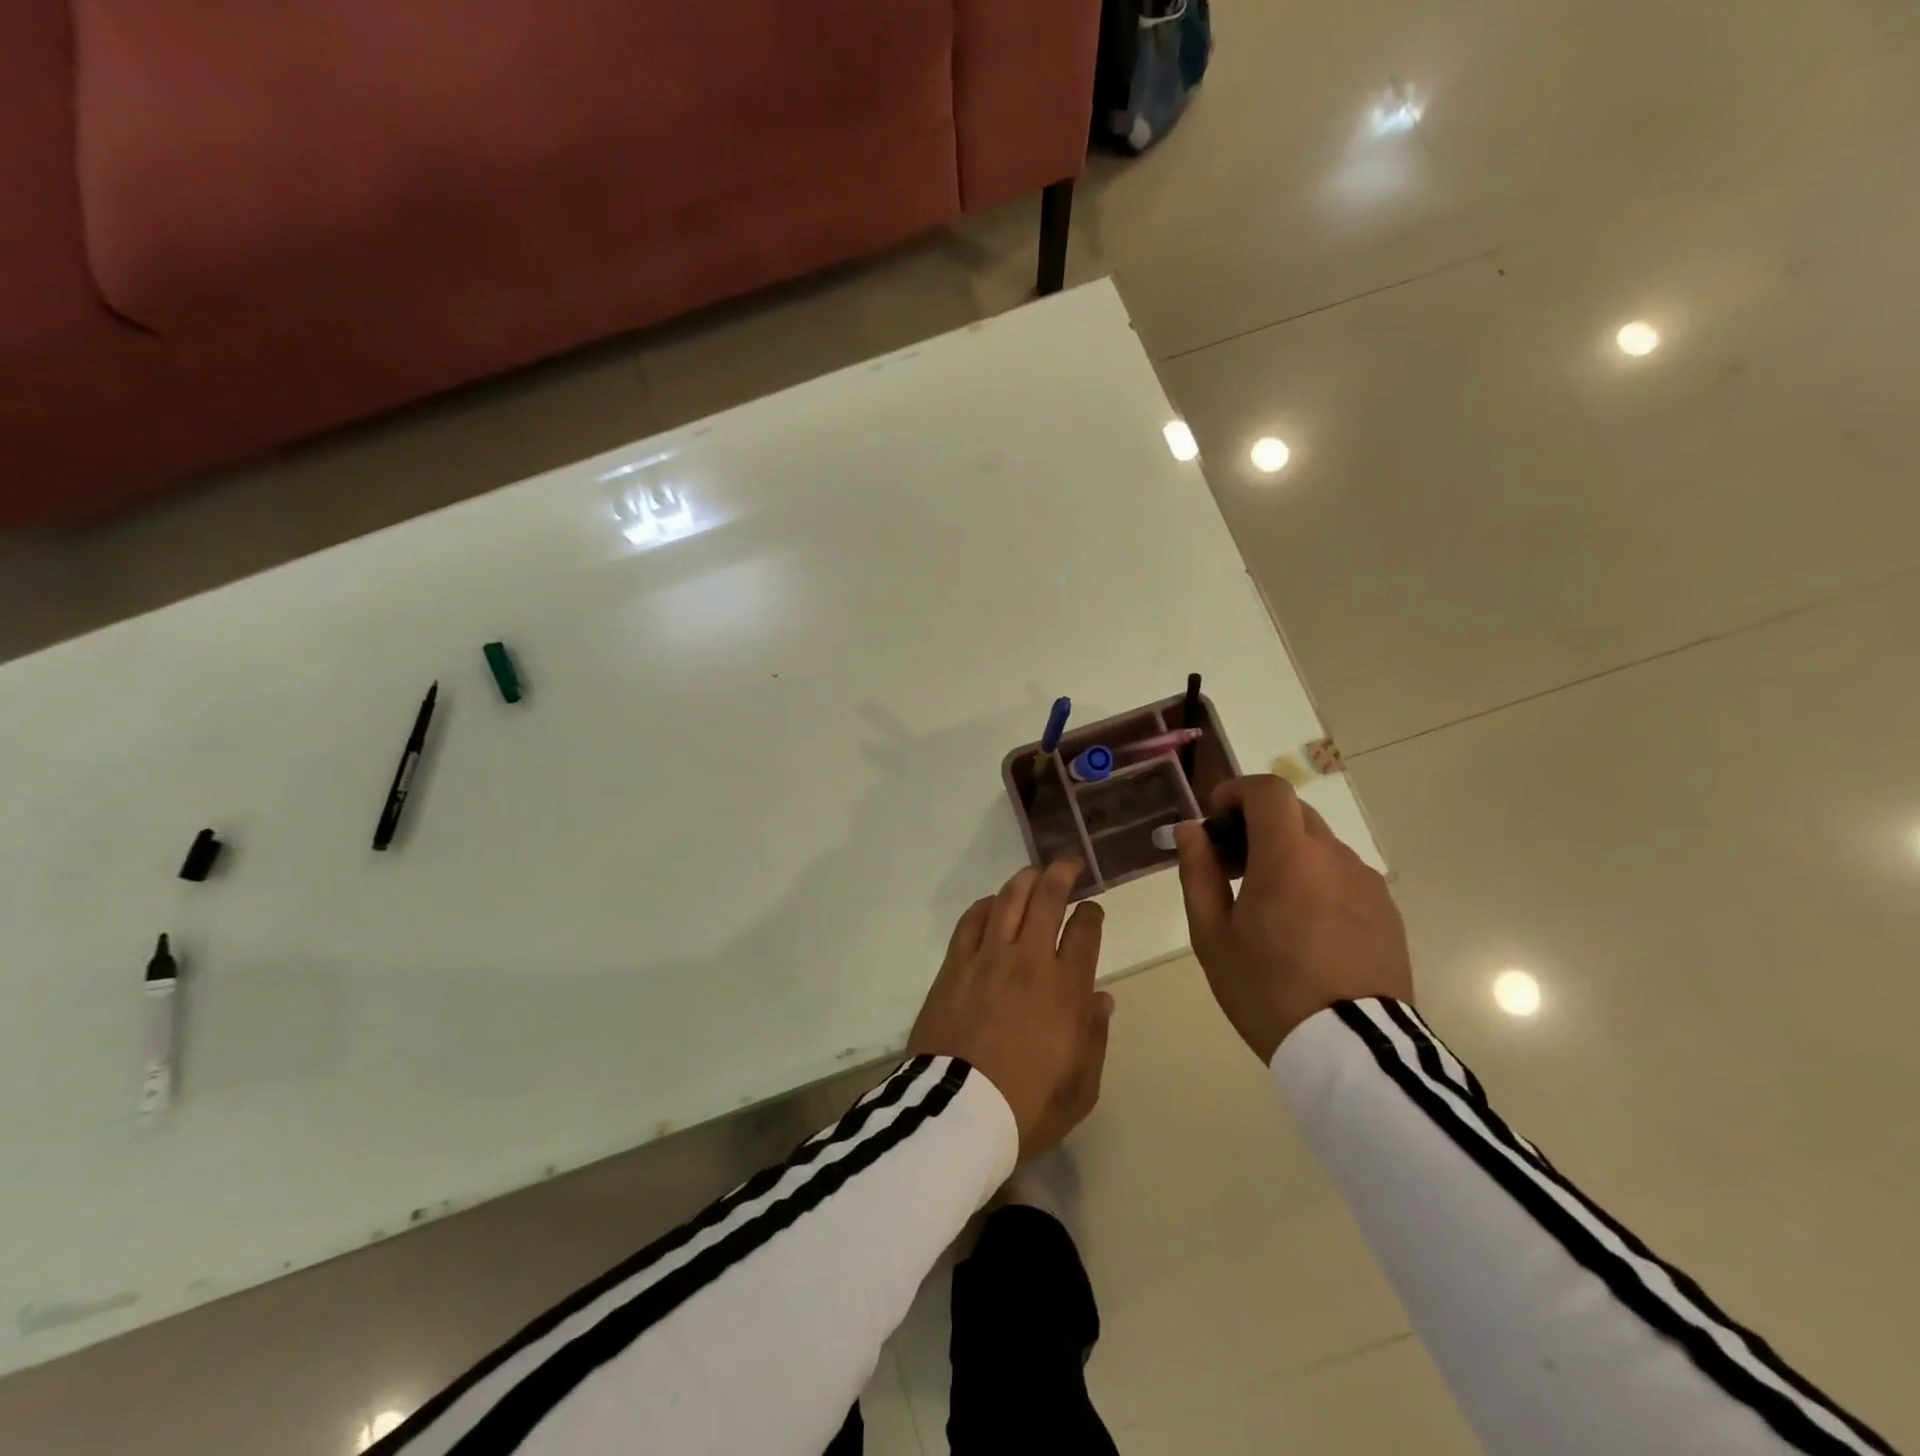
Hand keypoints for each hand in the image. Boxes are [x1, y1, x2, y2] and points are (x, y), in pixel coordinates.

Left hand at [909, 861, 1112, 1161]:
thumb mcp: (1080, 1088)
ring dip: (1025, 880)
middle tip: (1069, 866)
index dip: (1092, 913)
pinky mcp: (954, 965)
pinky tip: (992, 904)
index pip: (1085, 931)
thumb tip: (1101, 999)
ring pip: (1009, 899)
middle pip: (1048, 899)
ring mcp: (988, 958)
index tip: (1092, 910)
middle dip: (1062, 874)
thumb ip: (1095, 1038)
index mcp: (1066, 989)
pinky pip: (971, 921)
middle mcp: (1030, 961)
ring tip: (1034, 873)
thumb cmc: (1026, 1106)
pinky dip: (985, 905)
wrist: (958, 1113)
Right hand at [1175, 775, 1411, 1062]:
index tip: (1216, 820)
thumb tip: (1191, 831)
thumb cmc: (1266, 989)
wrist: (1352, 1051)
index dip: (1236, 792)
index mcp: (1287, 856)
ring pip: (1319, 846)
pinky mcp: (1386, 910)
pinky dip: (1316, 880)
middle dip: (1256, 825)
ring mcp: (1366, 883)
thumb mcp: (1212, 935)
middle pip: (1293, 814)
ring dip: (1287, 855)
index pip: (1268, 790)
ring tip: (1268, 905)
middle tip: (1231, 866)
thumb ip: (1199, 872)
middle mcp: (1333, 857)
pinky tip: (1304, 928)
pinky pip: (1343, 876)